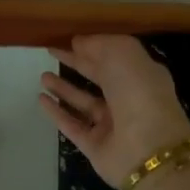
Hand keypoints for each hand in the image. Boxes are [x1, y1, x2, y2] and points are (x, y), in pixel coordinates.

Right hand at [39, 35, 189, 188]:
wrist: (148, 150)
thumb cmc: (139, 93)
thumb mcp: (123, 55)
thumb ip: (99, 45)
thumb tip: (78, 42)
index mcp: (141, 76)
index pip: (113, 58)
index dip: (92, 47)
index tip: (69, 40)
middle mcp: (128, 100)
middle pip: (99, 78)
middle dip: (77, 64)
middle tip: (51, 52)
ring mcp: (112, 125)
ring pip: (84, 103)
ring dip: (63, 89)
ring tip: (43, 76)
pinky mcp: (95, 146)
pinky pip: (72, 126)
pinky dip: (57, 112)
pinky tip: (40, 99)